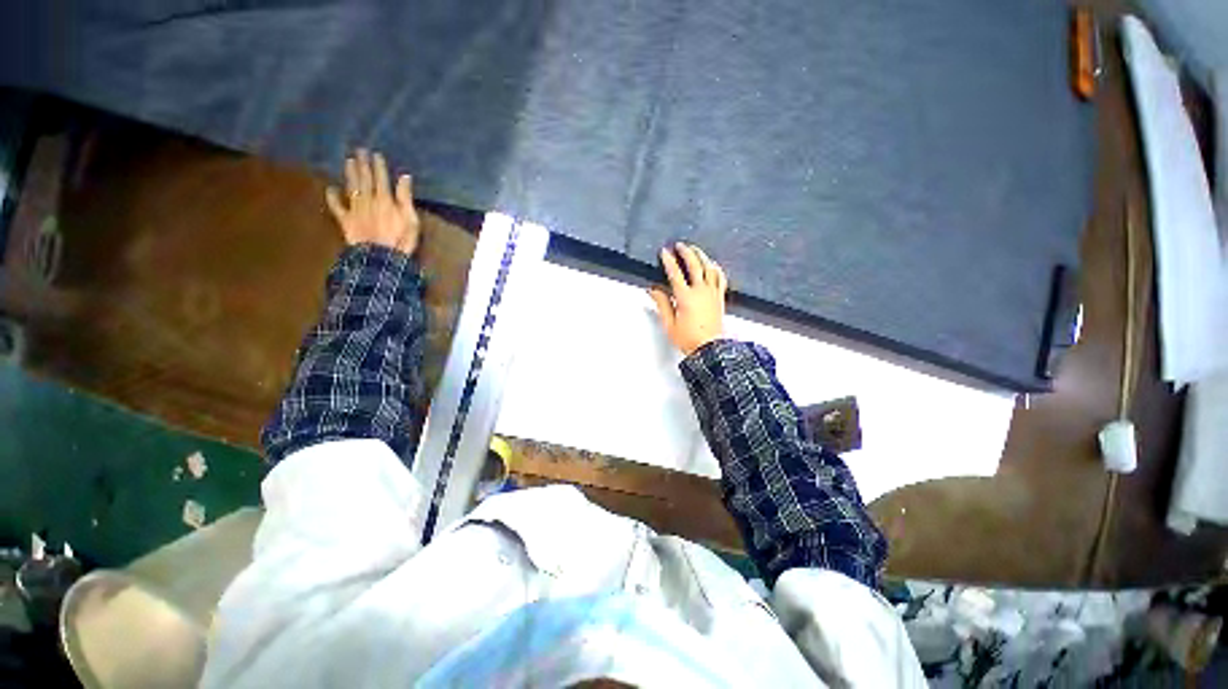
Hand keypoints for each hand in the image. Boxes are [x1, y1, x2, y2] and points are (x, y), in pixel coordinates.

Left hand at [325, 148, 420, 254]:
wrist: (380, 257)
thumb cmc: (401, 240)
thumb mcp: (411, 220)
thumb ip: (405, 198)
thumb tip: (404, 177)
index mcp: (385, 199)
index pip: (381, 179)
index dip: (378, 166)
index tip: (375, 154)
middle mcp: (368, 200)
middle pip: (365, 179)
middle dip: (362, 164)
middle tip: (358, 150)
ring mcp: (355, 209)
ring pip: (351, 187)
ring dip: (350, 174)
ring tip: (348, 161)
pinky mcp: (346, 220)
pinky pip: (337, 207)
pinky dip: (333, 197)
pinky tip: (330, 189)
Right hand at [649, 243, 728, 355]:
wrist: (710, 348)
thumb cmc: (689, 339)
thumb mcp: (669, 323)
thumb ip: (662, 304)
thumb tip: (654, 290)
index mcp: (686, 297)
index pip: (675, 273)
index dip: (669, 261)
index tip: (664, 252)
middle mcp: (701, 292)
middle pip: (694, 265)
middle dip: (686, 252)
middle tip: (680, 245)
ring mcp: (712, 293)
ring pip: (709, 268)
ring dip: (702, 256)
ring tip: (696, 249)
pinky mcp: (719, 297)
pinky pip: (720, 278)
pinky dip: (716, 269)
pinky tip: (713, 265)